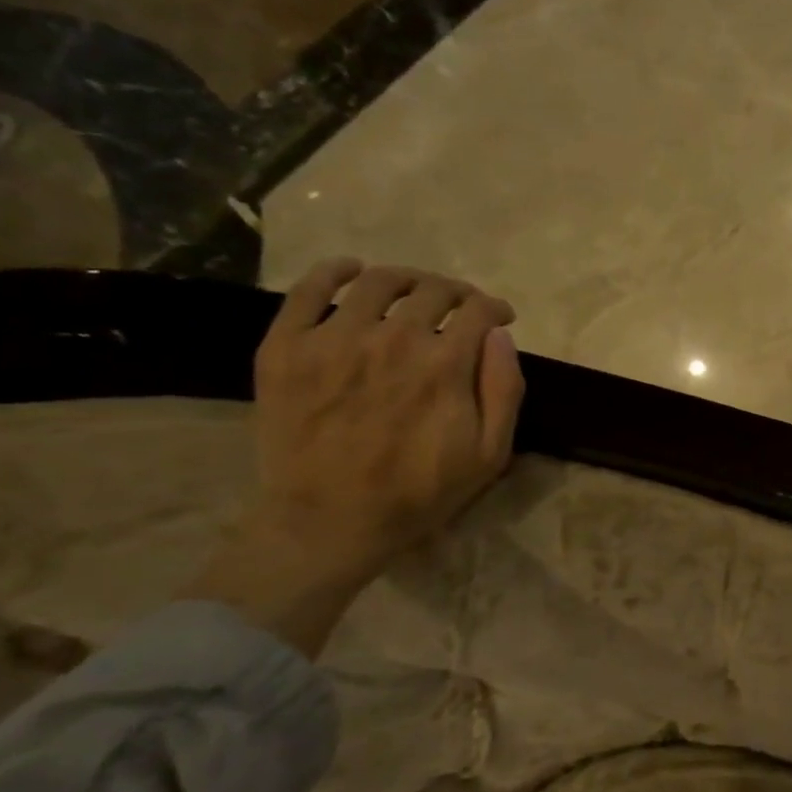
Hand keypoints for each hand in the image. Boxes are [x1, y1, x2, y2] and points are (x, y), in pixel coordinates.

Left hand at [187, 260, 525, 655]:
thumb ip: (504, 389)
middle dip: (457, 292)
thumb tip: (500, 335)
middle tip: (460, 307)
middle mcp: (392, 338)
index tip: (500, 317)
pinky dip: (334, 270)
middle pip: (433, 289)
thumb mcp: (490, 454)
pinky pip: (307, 289)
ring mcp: (333, 339)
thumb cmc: (420, 492)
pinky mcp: (286, 347)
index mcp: (444, 365)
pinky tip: (351, 271)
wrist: (330, 521)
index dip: (495, 308)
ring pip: (377, 281)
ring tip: (413, 291)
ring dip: (407, 278)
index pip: (478, 310)